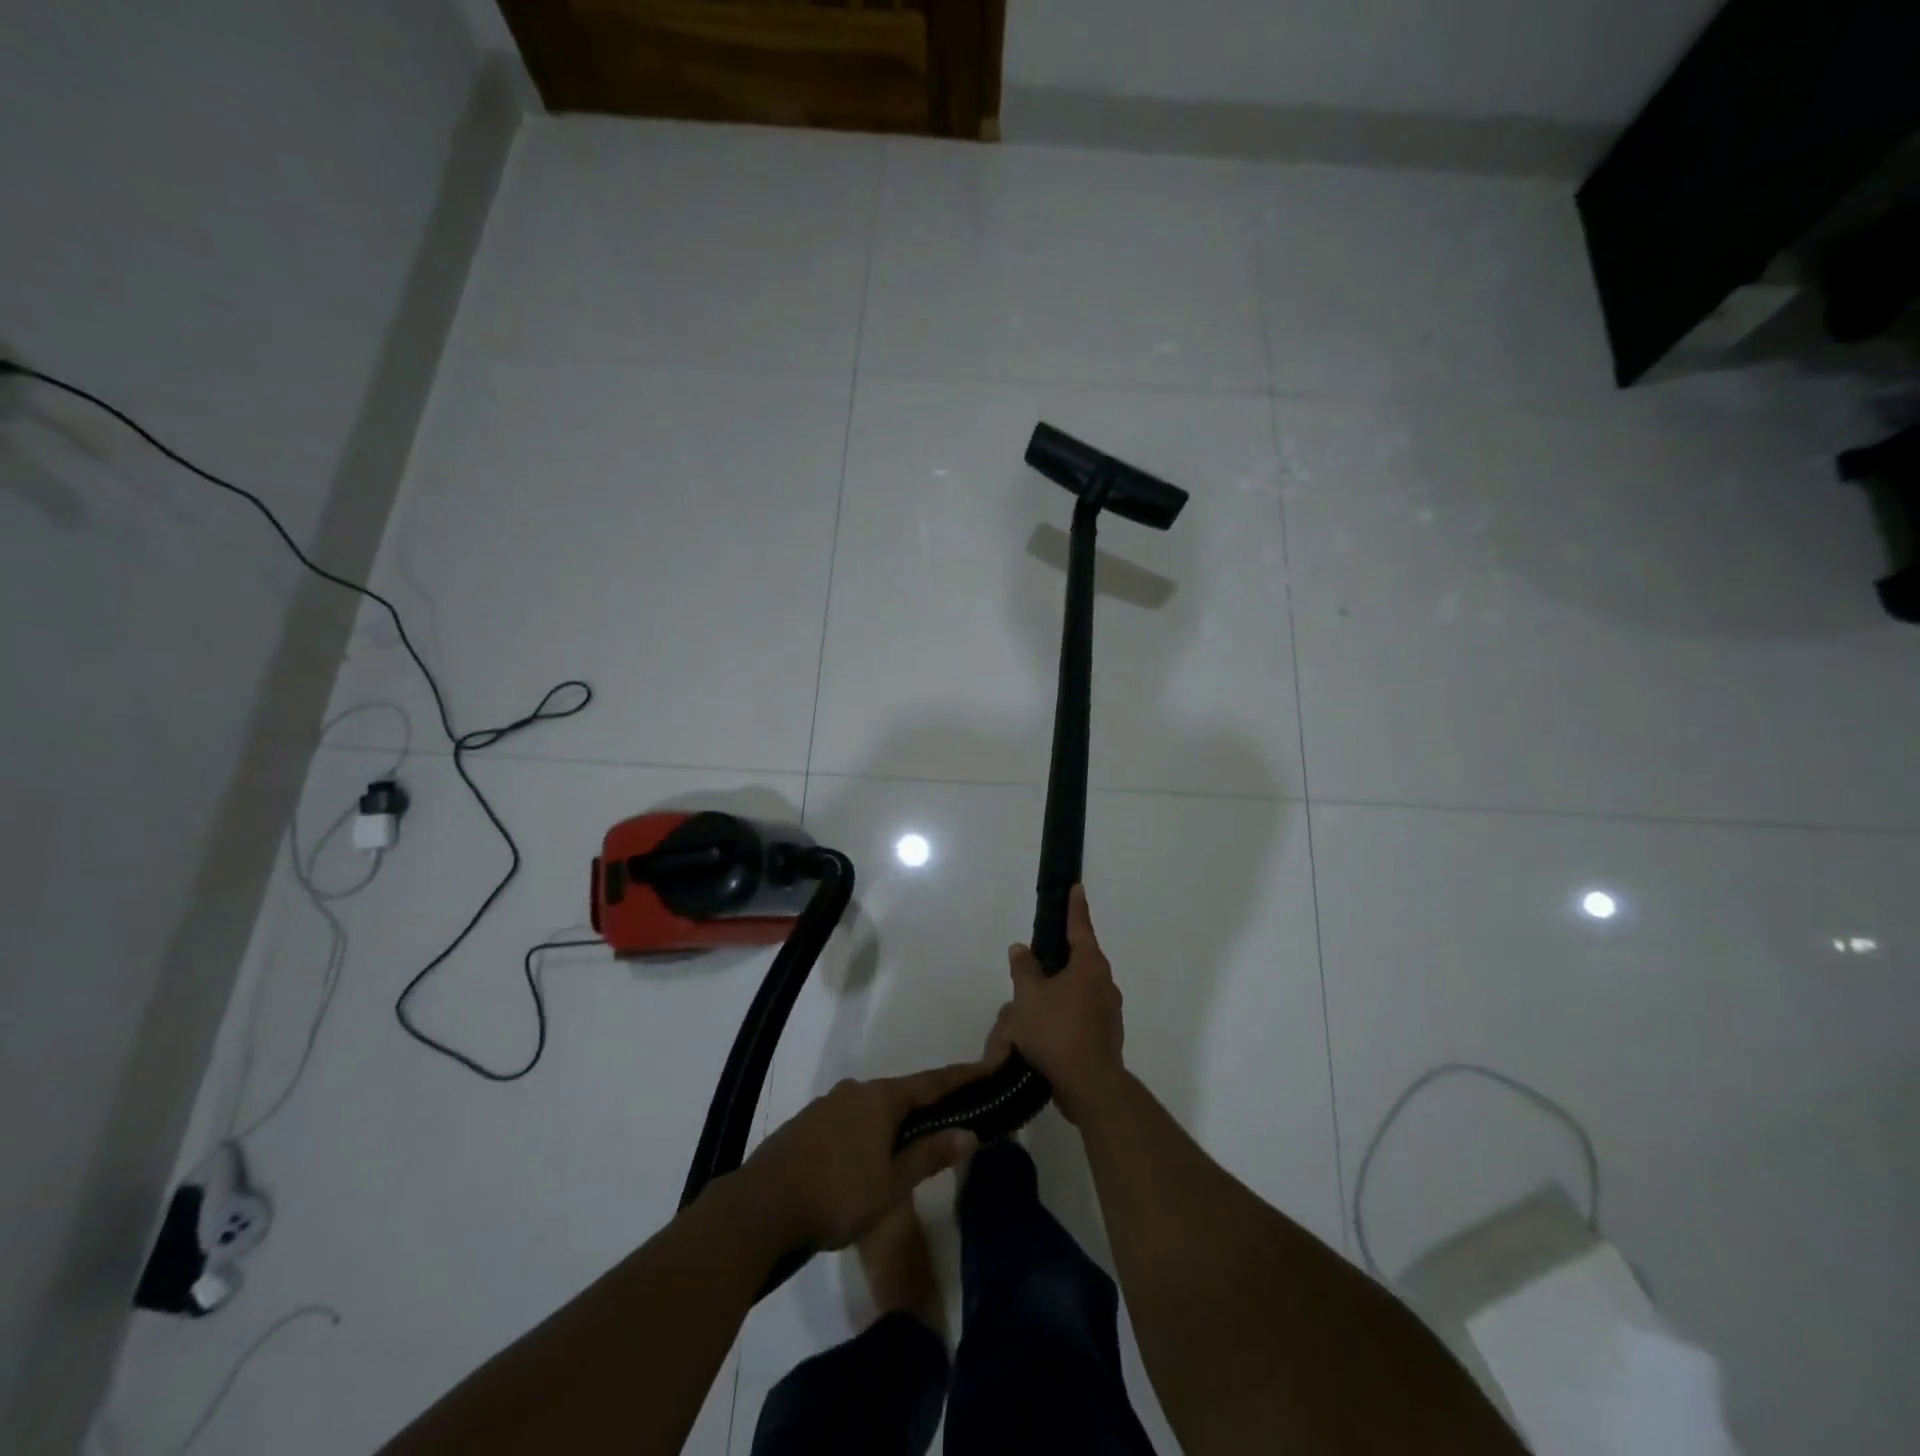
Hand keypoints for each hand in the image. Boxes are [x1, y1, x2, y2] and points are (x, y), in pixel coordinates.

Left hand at [742, 1064, 981, 1249]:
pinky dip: (867, 1131)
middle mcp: (856, 1090)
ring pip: (873, 1107)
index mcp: (882, 1098)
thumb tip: (970, 1133)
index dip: (961, 1078)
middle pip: (902, 1093)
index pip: (932, 1082)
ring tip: (910, 1144)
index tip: (986, 1069)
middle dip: (926, 1105)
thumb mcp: (892, 1183)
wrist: (761, 1206)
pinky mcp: (807, 1123)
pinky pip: (849, 1120)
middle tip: (951, 1118)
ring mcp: (828, 1104)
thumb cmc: (837, 1194)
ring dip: (894, 1121)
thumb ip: (930, 1155)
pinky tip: (866, 1157)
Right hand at [991, 885, 1127, 1124]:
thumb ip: (1024, 969)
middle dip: (1060, 957)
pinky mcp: (1105, 1036)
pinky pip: (1082, 1013)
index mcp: (1089, 966)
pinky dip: (1065, 1013)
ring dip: (1060, 989)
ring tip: (1035, 1000)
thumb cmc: (1056, 1031)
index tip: (1076, 888)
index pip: (1080, 928)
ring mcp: (1109, 1011)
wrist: (1089, 1085)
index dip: (1075, 908)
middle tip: (1039, 955)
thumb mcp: (1029, 997)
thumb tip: (1021, 948)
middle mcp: (1104, 983)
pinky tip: (1046, 1029)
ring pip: (1080, 990)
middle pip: (1080, 960)